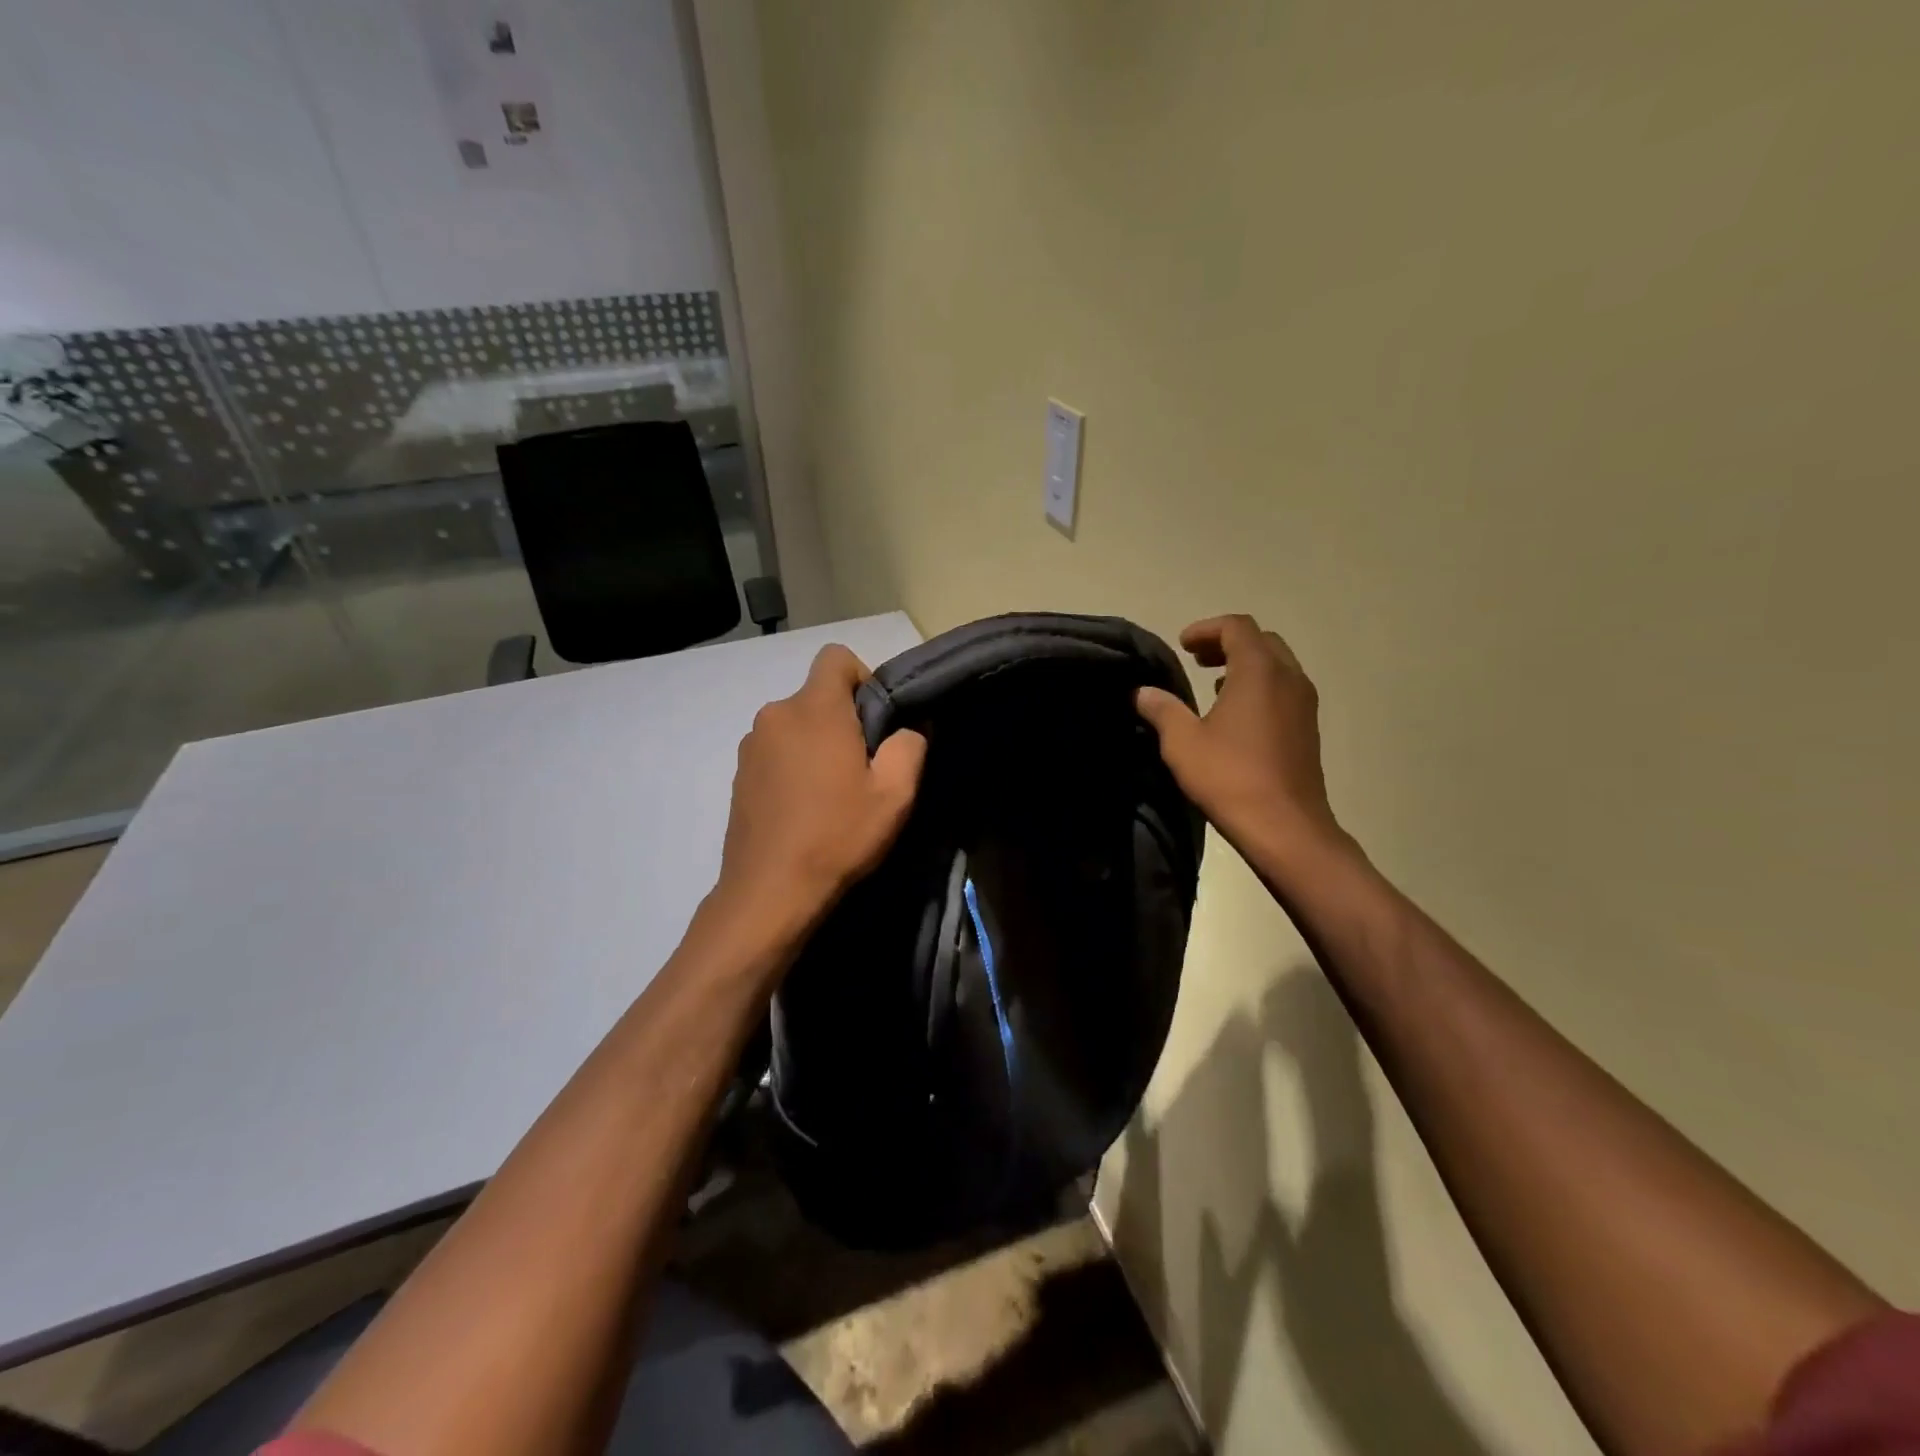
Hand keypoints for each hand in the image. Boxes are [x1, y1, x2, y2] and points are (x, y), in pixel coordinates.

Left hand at [715, 644, 926, 928]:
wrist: (769, 891)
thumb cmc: (838, 835)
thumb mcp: (894, 794)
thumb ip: (910, 745)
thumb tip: (910, 727)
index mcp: (814, 709)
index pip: (836, 657)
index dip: (863, 678)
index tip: (876, 721)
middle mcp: (776, 714)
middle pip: (817, 696)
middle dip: (843, 720)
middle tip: (863, 767)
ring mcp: (751, 744)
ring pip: (796, 725)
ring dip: (816, 744)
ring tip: (832, 793)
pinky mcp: (738, 773)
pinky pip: (775, 750)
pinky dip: (793, 765)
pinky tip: (804, 807)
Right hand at [1135, 615, 1340, 856]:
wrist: (1285, 827)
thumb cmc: (1230, 777)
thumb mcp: (1183, 743)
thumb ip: (1162, 710)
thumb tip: (1143, 692)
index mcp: (1259, 672)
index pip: (1237, 627)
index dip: (1207, 629)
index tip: (1182, 646)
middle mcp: (1289, 678)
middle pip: (1262, 641)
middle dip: (1228, 643)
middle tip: (1197, 660)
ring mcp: (1304, 704)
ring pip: (1277, 666)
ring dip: (1245, 666)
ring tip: (1213, 684)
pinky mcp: (1308, 729)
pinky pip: (1284, 690)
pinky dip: (1259, 687)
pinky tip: (1235, 716)